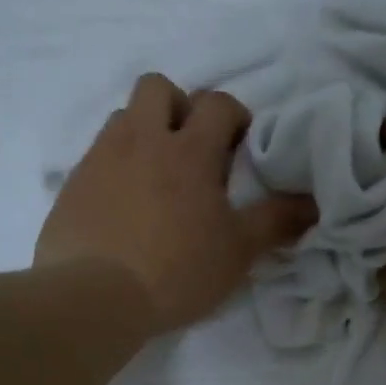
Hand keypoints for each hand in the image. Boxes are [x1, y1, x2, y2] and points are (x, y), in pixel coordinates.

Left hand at [35, 74, 316, 332]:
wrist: (95, 297)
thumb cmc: (177, 270)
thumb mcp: (238, 251)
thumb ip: (276, 221)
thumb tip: (313, 203)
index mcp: (189, 151)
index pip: (216, 104)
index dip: (234, 116)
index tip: (239, 146)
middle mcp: (142, 140)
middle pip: (158, 87)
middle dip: (180, 106)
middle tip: (192, 149)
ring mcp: (102, 158)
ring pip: (124, 116)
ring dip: (145, 132)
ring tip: (157, 176)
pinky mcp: (73, 182)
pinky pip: (98, 154)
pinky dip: (116, 164)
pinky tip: (124, 204)